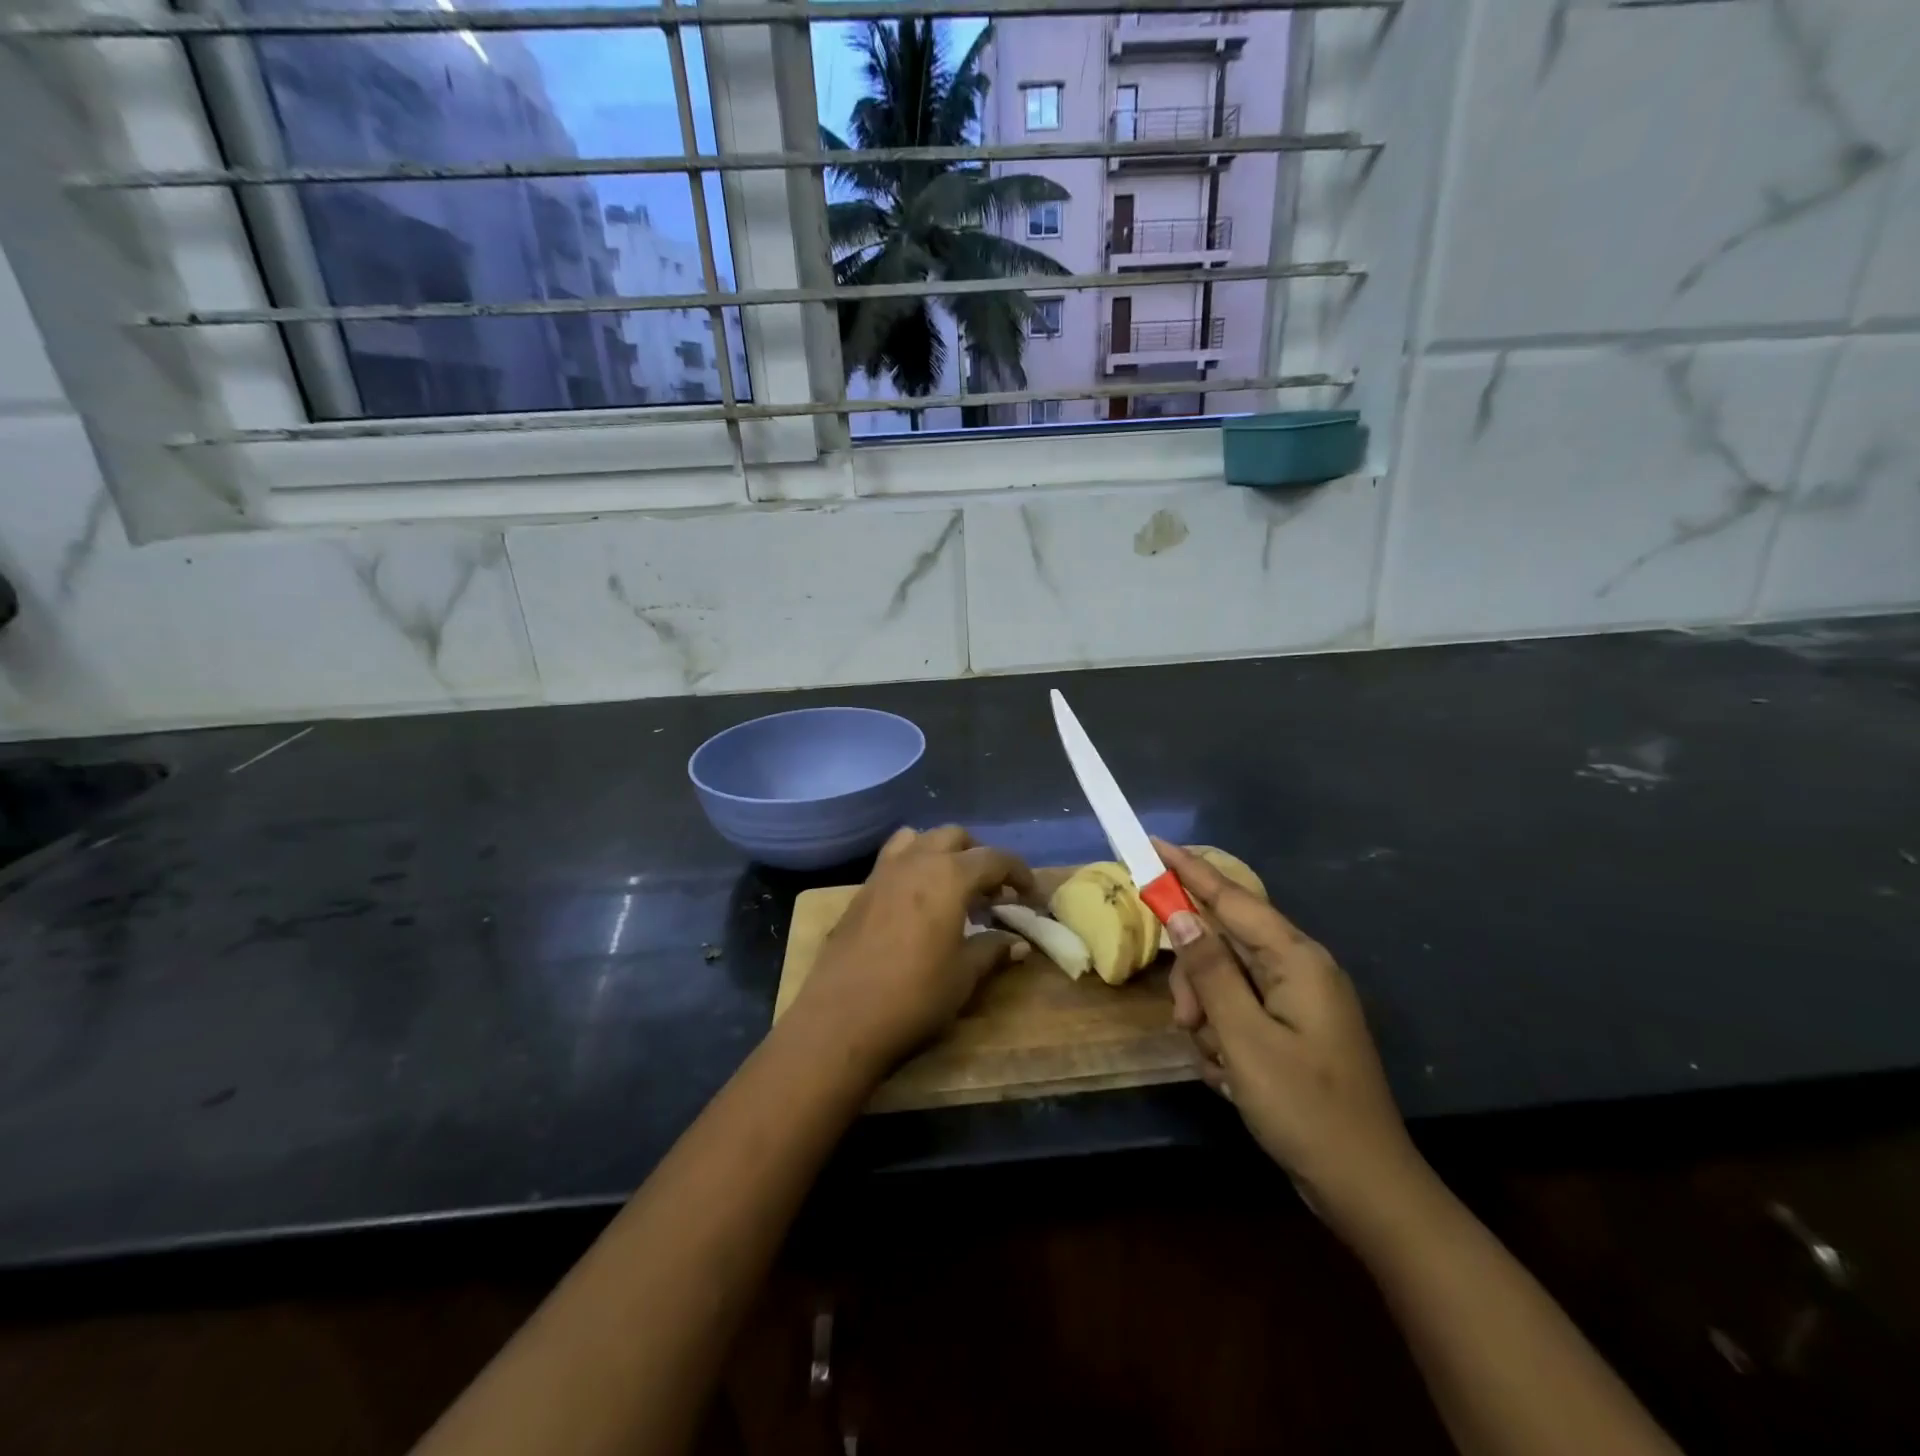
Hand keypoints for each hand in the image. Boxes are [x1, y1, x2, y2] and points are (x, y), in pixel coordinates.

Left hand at [786, 826, 1033, 1077]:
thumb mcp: (964, 975)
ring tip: (952, 886)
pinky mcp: (861, 890)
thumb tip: (1018, 943)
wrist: (842, 1018)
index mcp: (949, 876)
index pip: (994, 858)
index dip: (1018, 873)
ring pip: (919, 839)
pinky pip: (894, 859)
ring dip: (942, 852)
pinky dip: (914, 865)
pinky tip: (918, 902)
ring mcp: (883, 872)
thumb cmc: (914, 996)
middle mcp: (916, 861)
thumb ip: (993, 950)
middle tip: (991, 891)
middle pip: (954, 837)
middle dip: (979, 856)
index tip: (1030, 895)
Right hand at [1156, 839, 1425, 1232]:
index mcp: (1297, 960)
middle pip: (1223, 945)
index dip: (1189, 870)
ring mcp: (1297, 1002)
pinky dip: (1224, 1039)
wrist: (1365, 1189)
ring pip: (1225, 983)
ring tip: (1217, 1064)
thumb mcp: (1244, 1038)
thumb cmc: (1305, 1108)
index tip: (1153, 844)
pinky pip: (1239, 1013)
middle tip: (1186, 1023)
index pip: (1232, 898)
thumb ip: (1210, 971)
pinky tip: (1231, 1078)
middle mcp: (1299, 970)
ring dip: (1208, 1018)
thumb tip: (1181, 914)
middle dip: (1196, 982)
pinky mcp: (1292, 1030)